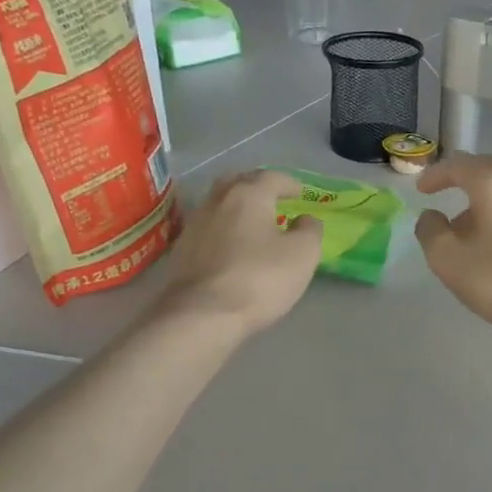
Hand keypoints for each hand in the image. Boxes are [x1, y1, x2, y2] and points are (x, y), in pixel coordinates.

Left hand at [158, 170, 322, 334]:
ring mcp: (194, 224)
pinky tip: (231, 245)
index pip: (271, 177)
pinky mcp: (181, 249)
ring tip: (253, 222)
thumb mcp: (302, 255)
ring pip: (219, 203)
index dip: (289, 183)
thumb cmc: (260, 279)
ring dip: (237, 207)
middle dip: (257, 186)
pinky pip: (208, 227)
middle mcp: (217, 201)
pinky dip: (223, 228)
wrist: (202, 315)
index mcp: (248, 195)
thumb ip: (309, 231)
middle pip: (238, 182)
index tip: (301, 193)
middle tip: (272, 198)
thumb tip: (305, 219)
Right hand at [414, 153, 491, 331]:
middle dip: (463, 188)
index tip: (422, 190)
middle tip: (447, 210)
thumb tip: (432, 216)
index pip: (457, 165)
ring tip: (474, 234)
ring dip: (488, 206)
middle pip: (487, 174)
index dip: (435, 176)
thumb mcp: (447, 259)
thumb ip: (430, 230)